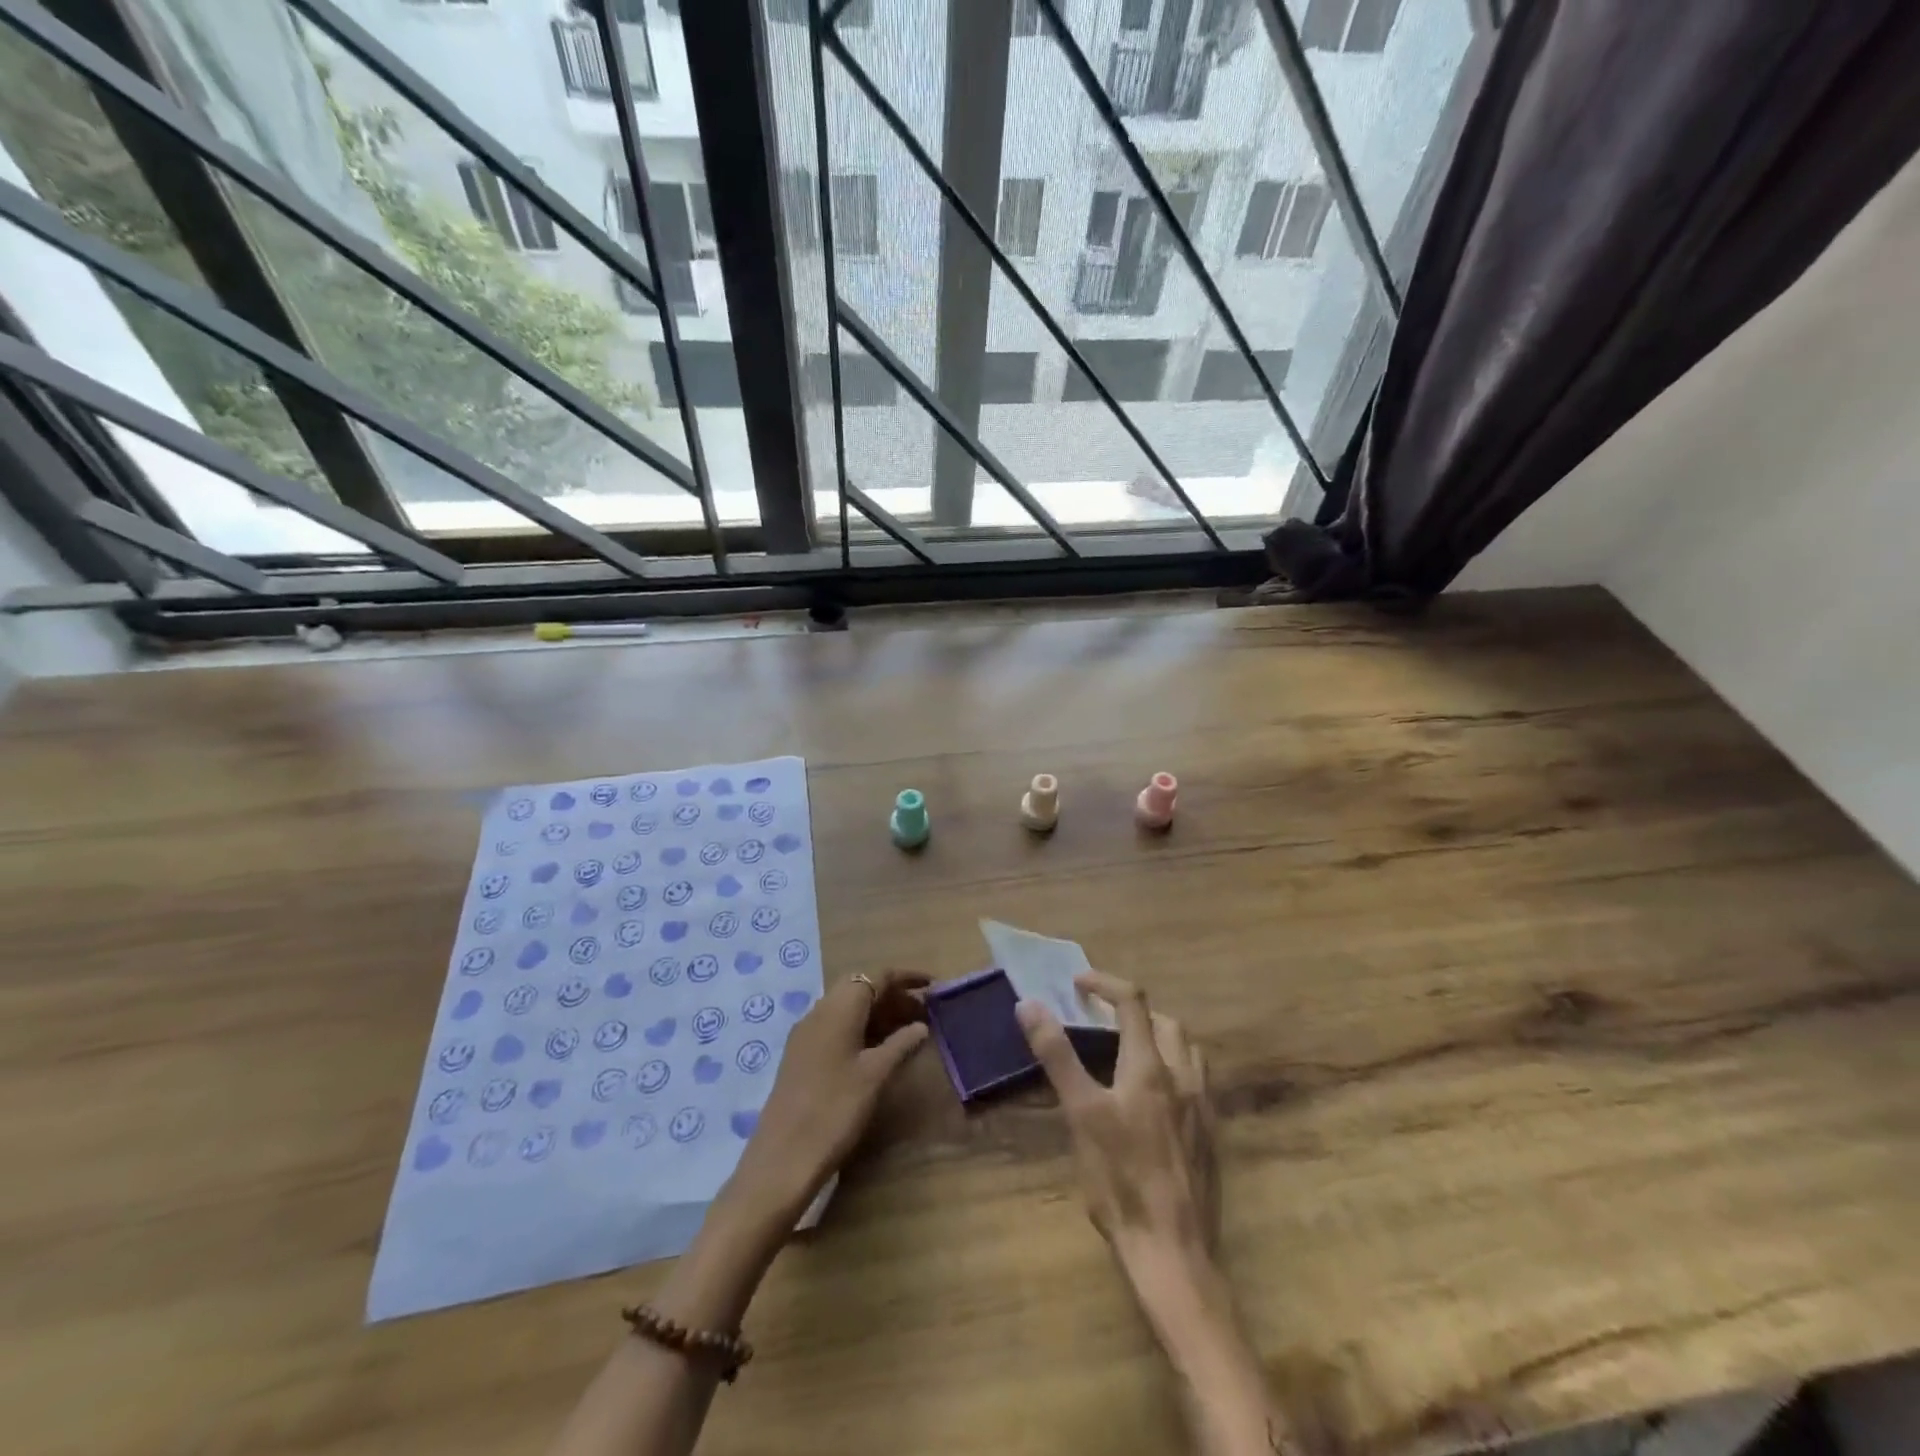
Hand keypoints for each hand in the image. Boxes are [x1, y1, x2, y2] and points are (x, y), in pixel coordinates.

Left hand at [730, 971, 928, 1218]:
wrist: (782, 1159)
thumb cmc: (835, 1110)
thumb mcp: (875, 1075)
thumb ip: (900, 1044)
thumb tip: (921, 1026)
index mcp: (838, 1008)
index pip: (877, 976)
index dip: (907, 978)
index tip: (934, 986)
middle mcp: (819, 1011)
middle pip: (860, 988)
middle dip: (893, 995)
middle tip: (923, 1013)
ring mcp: (806, 1034)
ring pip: (848, 1008)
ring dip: (878, 1013)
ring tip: (908, 1031)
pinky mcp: (801, 1055)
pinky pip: (836, 1027)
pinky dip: (861, 1029)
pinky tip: (878, 1051)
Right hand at [1016, 972, 1217, 1269]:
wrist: (1172, 1251)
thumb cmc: (1119, 1179)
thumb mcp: (1080, 1113)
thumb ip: (1057, 1055)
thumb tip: (1030, 1004)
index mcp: (1150, 1066)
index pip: (1133, 1001)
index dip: (1105, 983)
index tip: (1078, 983)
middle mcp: (1183, 1077)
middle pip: (1166, 1022)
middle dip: (1135, 1010)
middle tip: (1103, 1020)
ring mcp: (1202, 1108)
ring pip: (1188, 1051)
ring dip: (1160, 1037)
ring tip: (1131, 1051)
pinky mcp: (1210, 1137)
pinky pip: (1197, 1083)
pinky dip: (1174, 1069)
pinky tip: (1155, 1098)